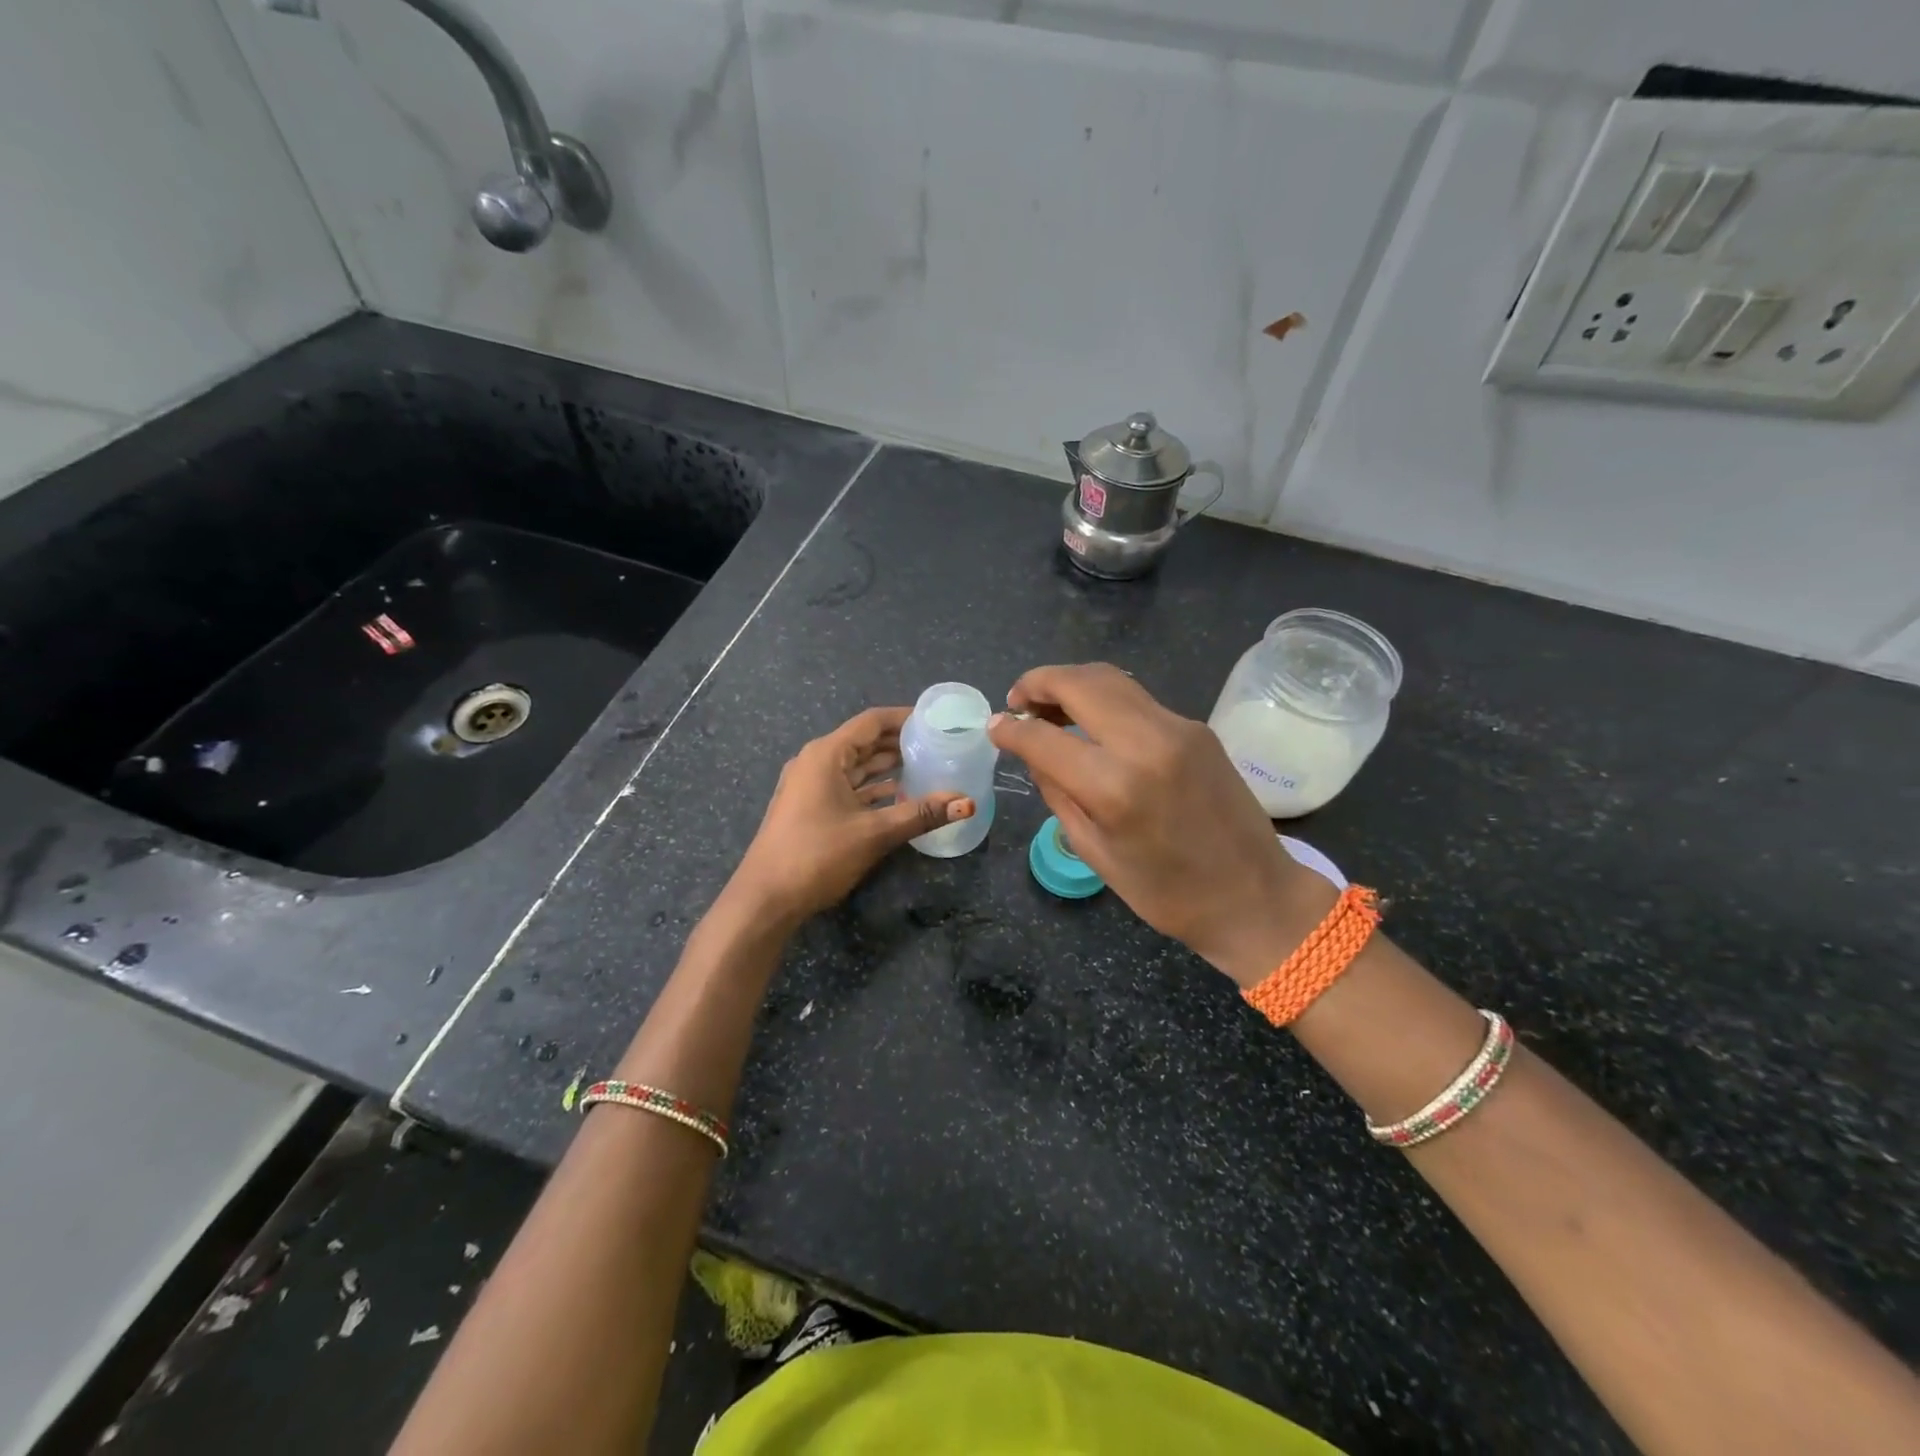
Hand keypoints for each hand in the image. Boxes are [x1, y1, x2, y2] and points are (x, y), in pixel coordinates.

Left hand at [727, 706, 973, 924]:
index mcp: (826, 755)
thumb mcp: (874, 833)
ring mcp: (810, 786)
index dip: (905, 718)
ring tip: (928, 768)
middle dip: (900, 743)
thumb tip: (967, 802)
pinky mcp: (810, 808)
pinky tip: (901, 798)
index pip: (871, 722)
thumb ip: (921, 814)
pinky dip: (873, 789)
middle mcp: (816, 762)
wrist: (765, 899)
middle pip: (864, 742)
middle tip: (939, 746)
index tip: (937, 721)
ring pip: (857, 767)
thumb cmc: (817, 855)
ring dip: (888, 768)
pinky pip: (848, 787)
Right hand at [988, 664, 1335, 987]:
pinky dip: (1103, 699)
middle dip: (1038, 683)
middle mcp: (1147, 742)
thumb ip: (1057, 792)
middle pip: (1079, 682)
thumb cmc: (1166, 892)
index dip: (1011, 729)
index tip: (994, 727)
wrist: (1255, 896)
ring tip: (1049, 708)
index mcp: (1116, 786)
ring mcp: (1178, 728)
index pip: (1044, 737)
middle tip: (1018, 702)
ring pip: (1111, 679)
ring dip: (1071, 684)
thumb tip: (1031, 751)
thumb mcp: (1095, 852)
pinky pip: (1137, 699)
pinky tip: (1092, 724)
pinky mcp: (1197, 727)